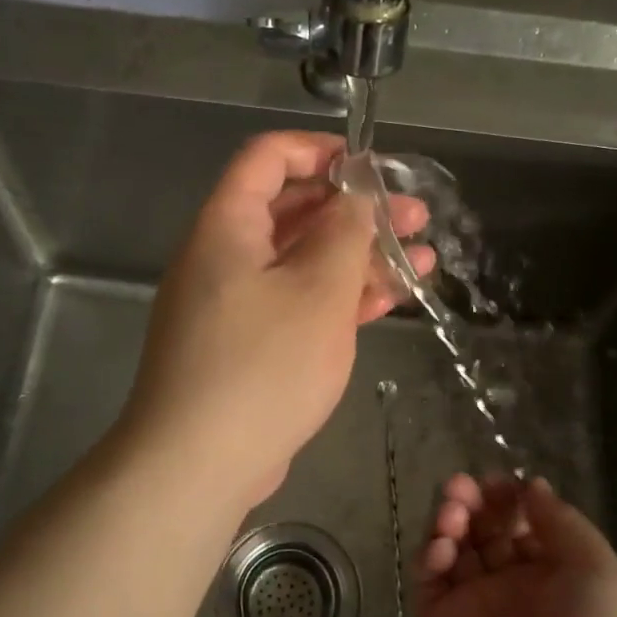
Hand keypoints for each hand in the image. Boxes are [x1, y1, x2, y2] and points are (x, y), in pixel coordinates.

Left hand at [119, 132, 434, 510]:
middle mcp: (222, 256)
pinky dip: (337, 297)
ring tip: (420, 261)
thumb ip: (344, 233)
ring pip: (300, 261)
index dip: (320, 150)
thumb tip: (355, 195)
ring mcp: (232, 304)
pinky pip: (294, 303)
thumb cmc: (262, 366)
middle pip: (292, 210)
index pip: (267, 158)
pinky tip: (387, 300)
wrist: (196, 465)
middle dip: (355, 210)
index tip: (372, 166)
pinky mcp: (244, 345)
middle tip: (414, 217)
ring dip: (356, 256)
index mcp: (227, 226)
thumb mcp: (318, 291)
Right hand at [419, 475, 616, 616]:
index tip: (498, 483)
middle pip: (484, 529)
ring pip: (454, 549)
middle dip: (473, 501)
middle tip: (463, 489)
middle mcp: (515, 586)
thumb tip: (532, 486)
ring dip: (449, 520)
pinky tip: (442, 547)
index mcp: (557, 573)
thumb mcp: (603, 573)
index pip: (522, 521)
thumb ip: (562, 524)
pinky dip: (429, 556)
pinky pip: (430, 583)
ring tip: (453, 512)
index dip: (508, 497)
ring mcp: (477, 608)